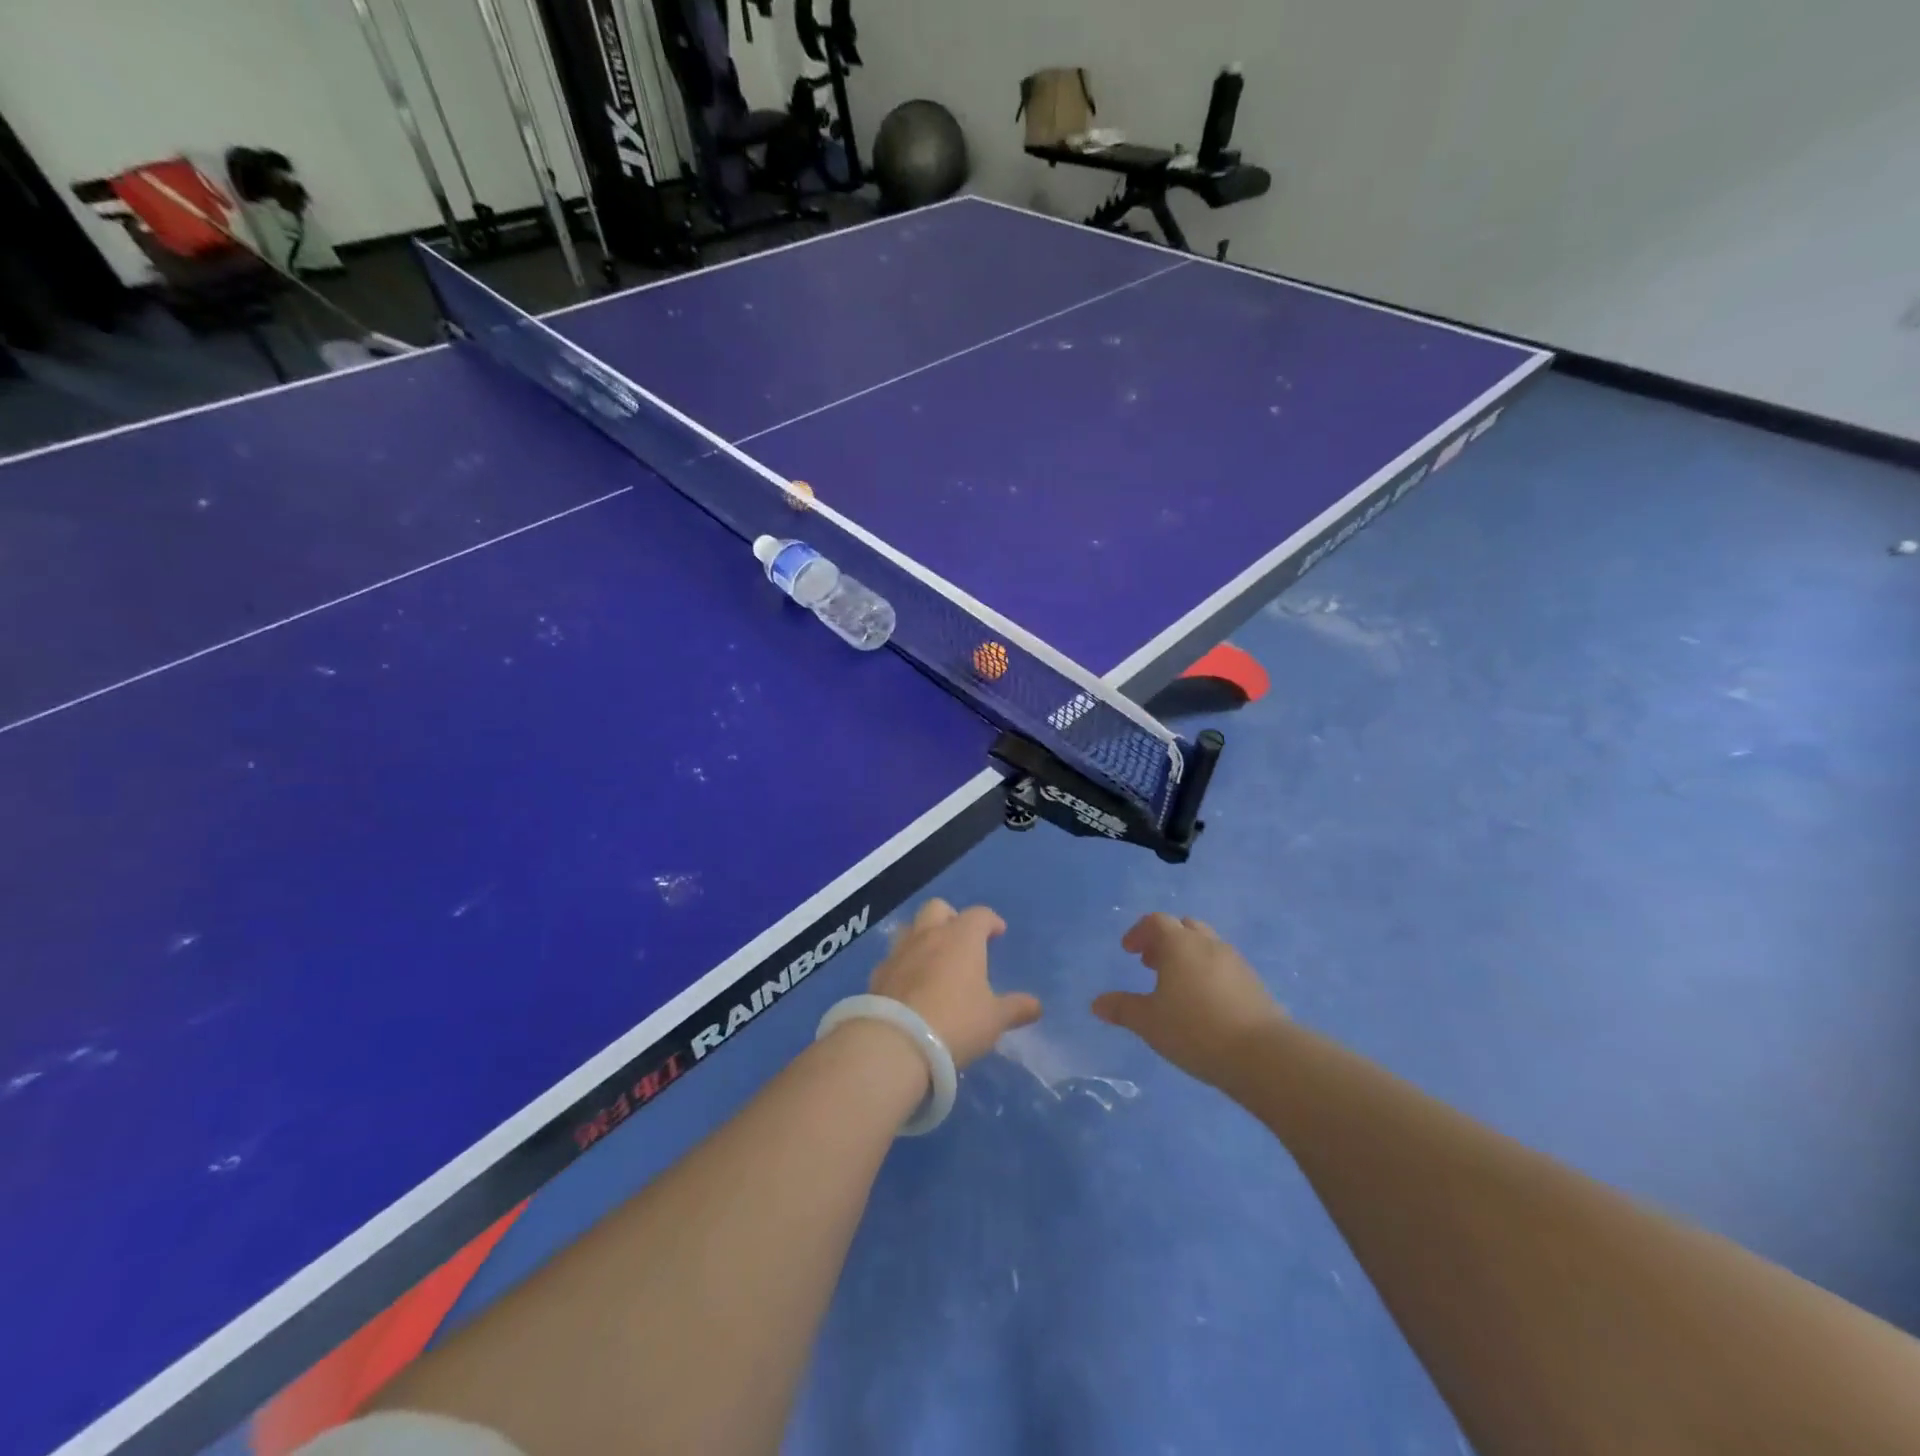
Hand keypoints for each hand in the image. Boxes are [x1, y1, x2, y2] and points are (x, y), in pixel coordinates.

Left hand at [869, 900, 1041, 1066]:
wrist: (896, 1041)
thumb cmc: (956, 1022)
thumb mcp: (994, 1019)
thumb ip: (1015, 1009)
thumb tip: (1036, 1006)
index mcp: (961, 938)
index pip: (979, 915)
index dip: (990, 921)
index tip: (997, 932)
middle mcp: (928, 935)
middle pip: (938, 908)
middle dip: (951, 917)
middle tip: (961, 939)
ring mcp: (899, 952)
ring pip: (910, 928)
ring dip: (923, 936)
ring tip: (933, 960)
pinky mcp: (877, 974)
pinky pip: (893, 958)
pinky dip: (903, 964)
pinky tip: (909, 985)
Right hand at [1092, 913, 1286, 1085]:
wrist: (1262, 1055)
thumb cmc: (1195, 1030)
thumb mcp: (1149, 1022)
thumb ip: (1122, 1009)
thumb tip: (1097, 1003)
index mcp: (1180, 944)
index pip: (1156, 922)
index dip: (1139, 933)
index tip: (1129, 951)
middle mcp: (1208, 944)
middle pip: (1185, 927)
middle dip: (1165, 940)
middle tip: (1151, 963)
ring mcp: (1235, 962)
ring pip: (1207, 945)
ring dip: (1188, 956)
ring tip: (1177, 985)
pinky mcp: (1254, 983)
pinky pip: (1225, 966)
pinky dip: (1209, 973)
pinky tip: (1205, 1003)